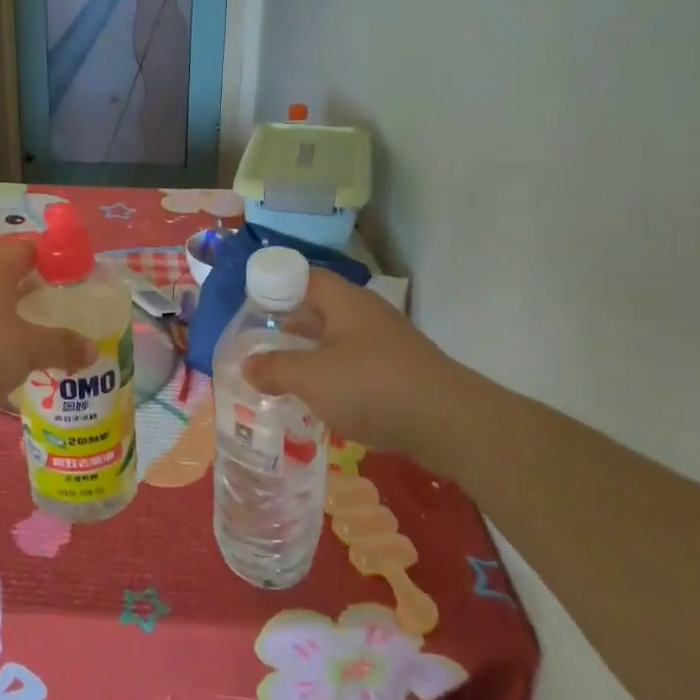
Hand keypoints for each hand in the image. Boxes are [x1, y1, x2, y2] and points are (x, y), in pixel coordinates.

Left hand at [0, 239, 95, 408]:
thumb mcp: (28, 349)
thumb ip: (61, 346)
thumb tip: (93, 349)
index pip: (28, 249)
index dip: (50, 258)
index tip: (70, 276)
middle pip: (8, 275)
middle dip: (31, 291)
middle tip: (56, 310)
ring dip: (9, 316)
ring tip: (32, 338)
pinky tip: (0, 360)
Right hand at [243, 269, 457, 458]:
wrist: (451, 423)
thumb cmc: (373, 387)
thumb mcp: (313, 378)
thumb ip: (275, 370)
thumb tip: (247, 365)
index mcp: (344, 301)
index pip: (303, 276)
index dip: (274, 285)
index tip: (249, 307)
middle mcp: (365, 314)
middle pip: (318, 308)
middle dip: (287, 325)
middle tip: (257, 343)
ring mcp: (385, 342)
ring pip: (336, 339)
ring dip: (309, 354)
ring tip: (280, 374)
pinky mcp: (398, 371)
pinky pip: (354, 364)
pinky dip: (332, 376)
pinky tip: (318, 400)